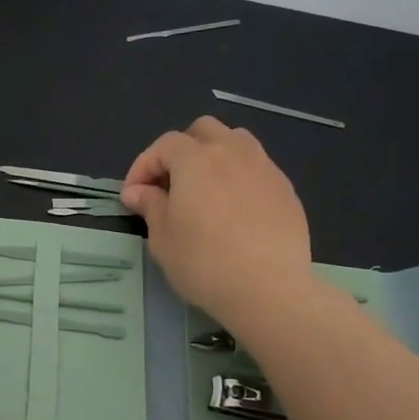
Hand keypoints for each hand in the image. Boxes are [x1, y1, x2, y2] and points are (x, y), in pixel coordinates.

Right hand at [120, 117, 315, 326]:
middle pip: (203, 131)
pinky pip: (257, 168)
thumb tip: (138, 191)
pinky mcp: (285, 189)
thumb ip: (150, 206)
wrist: (268, 288)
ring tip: (205, 189)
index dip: (143, 166)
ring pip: (236, 142)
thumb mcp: (163, 238)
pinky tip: (234, 210)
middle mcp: (232, 152)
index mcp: (196, 159)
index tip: (133, 195)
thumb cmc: (204, 263)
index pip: (163, 145)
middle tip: (170, 184)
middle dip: (181, 150)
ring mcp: (264, 167)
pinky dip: (238, 177)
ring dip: (214, 156)